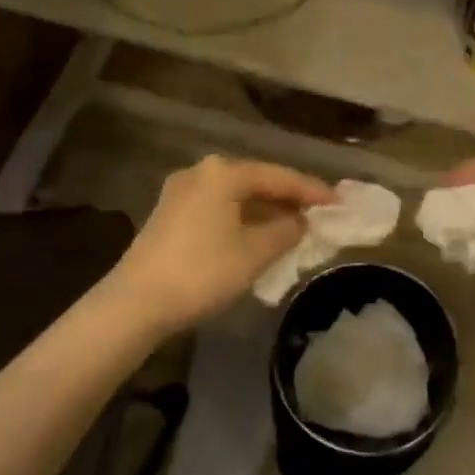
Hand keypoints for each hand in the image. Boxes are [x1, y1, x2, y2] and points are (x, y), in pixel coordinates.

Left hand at [111, 156, 334, 332]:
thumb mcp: (254, 253)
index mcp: (223, 173)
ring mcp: (181, 192)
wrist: (135, 302)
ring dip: (265, 211)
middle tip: (319, 214)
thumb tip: (301, 220)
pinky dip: (243, 218)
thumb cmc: (202, 272)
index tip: (339, 202)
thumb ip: (286, 230)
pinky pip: (219, 208)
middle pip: (257, 181)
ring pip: (236, 196)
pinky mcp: (170, 214)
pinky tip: (258, 235)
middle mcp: (201, 172)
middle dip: (288, 199)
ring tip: (294, 226)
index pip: (279, 176)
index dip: (312, 190)